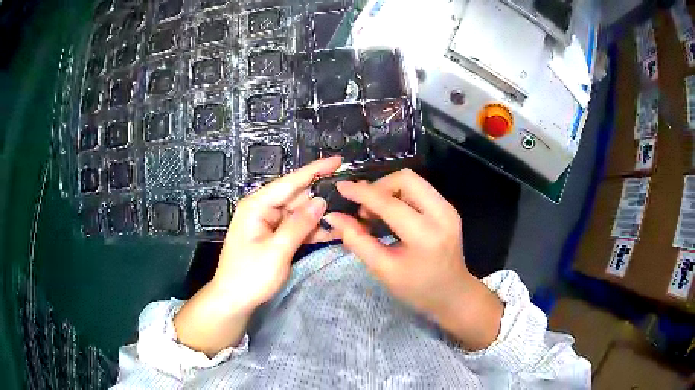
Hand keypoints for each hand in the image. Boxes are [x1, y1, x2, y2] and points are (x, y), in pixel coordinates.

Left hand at [213, 156, 342, 310]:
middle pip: (296, 197)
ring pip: (299, 213)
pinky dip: (311, 230)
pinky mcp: (273, 236)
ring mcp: (268, 223)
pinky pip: (295, 228)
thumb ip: (299, 224)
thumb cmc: (250, 276)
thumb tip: (321, 201)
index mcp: (257, 205)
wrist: (233, 301)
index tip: (339, 161)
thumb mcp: (277, 251)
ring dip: (319, 217)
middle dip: (321, 197)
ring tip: (347, 217)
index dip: (315, 170)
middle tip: (350, 197)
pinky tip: (332, 233)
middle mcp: (262, 209)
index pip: (290, 182)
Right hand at [324, 168, 502, 349]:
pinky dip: (400, 195)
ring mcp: (448, 208)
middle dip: (379, 187)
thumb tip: (334, 217)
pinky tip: (391, 213)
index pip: (389, 203)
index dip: (362, 193)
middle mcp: (442, 214)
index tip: (341, 188)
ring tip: (375, 213)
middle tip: (364, 209)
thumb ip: (357, 241)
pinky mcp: (449, 208)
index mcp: (425, 235)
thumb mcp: (383, 270)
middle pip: (405, 179)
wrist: (453, 294)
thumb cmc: (417, 289)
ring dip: (389, 190)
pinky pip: (420, 189)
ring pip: (413, 181)